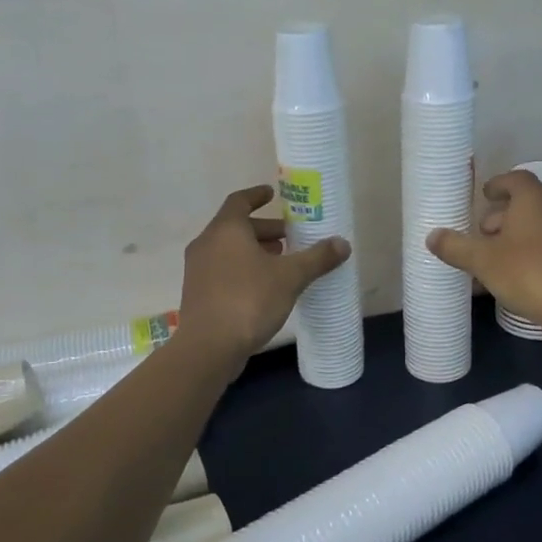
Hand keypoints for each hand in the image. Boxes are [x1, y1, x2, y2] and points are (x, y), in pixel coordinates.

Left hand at [177, 185, 350, 364]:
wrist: (208, 348)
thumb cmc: (248, 300)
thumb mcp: (290, 277)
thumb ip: (317, 258)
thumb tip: (342, 243)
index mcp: (226, 230)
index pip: (239, 201)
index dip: (256, 195)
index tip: (272, 193)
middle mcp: (207, 244)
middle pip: (236, 227)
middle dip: (264, 230)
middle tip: (290, 237)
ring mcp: (198, 270)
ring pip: (229, 250)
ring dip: (254, 251)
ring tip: (282, 262)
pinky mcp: (198, 294)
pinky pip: (223, 270)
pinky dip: (243, 269)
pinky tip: (265, 287)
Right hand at [426, 170, 541, 336]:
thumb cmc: (531, 273)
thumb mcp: (484, 261)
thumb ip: (456, 247)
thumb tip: (431, 236)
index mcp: (535, 198)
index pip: (515, 179)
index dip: (498, 184)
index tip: (485, 195)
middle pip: (530, 202)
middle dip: (505, 216)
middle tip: (485, 234)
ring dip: (523, 235)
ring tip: (502, 258)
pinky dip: (540, 252)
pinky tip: (527, 277)